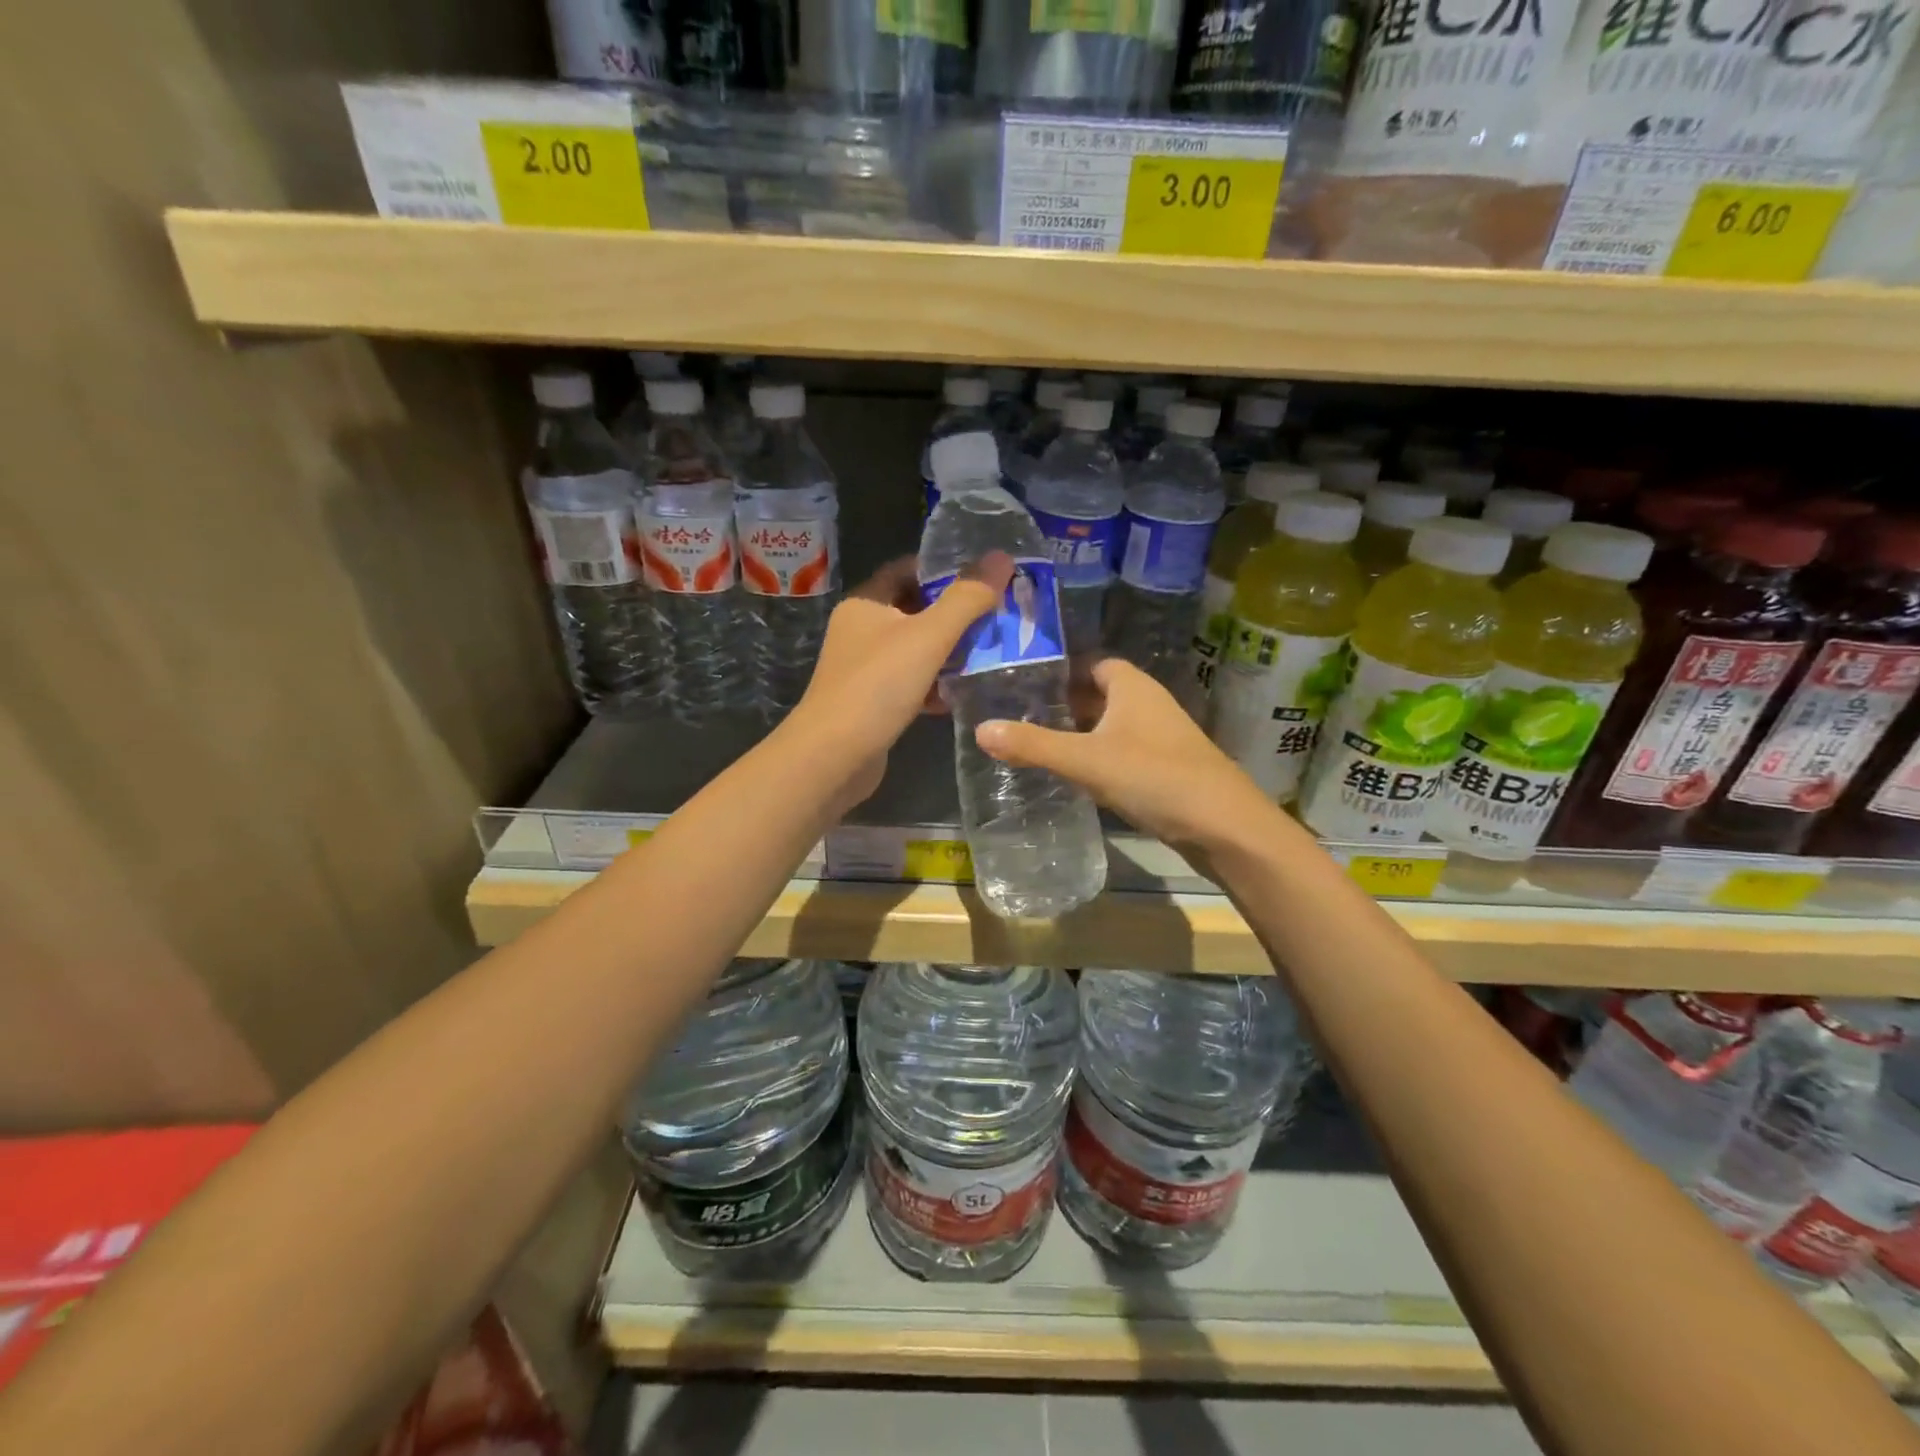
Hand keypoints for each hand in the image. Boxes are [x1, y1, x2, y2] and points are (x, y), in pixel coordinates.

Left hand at [784, 553, 1013, 813]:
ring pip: (916, 650)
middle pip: (916, 611)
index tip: (985, 578)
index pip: (908, 569)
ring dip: (950, 653)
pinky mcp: (874, 702)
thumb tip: (1001, 557)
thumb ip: (967, 598)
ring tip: (992, 654)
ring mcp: (865, 669)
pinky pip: (912, 683)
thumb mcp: (928, 636)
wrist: (833, 758)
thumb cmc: (877, 687)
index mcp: (866, 603)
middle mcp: (861, 630)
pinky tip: (963, 694)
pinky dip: (936, 685)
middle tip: (998, 617)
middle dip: (956, 615)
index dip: (945, 570)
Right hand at [975, 658, 1285, 864]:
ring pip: (1111, 726)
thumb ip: (1034, 745)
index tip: (1024, 684)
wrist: (1224, 826)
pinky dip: (1098, 758)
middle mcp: (1148, 704)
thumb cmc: (1155, 777)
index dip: (1061, 671)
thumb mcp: (1086, 760)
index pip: (1092, 664)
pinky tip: (1075, 776)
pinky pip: (1122, 752)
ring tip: (1038, 745)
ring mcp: (1160, 738)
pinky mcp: (1165, 768)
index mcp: (1132, 687)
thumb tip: (980, 728)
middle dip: (1064, 704)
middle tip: (1020, 716)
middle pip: (1099, 695)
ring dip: (1080, 733)